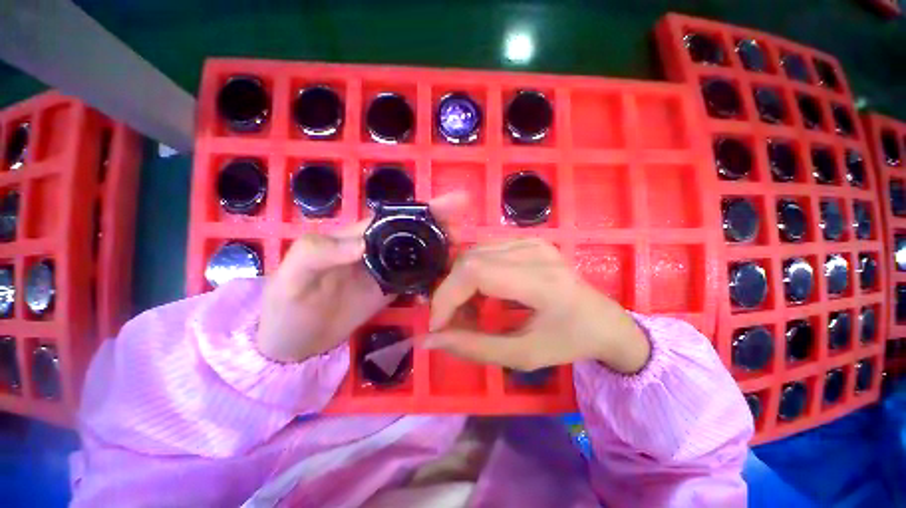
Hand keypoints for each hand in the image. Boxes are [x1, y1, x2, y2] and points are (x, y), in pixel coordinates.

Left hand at [257, 193, 467, 362]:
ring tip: (464, 250)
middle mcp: (374, 249)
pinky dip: (432, 276)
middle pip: (412, 232)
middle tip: (464, 229)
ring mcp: (384, 271)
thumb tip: (362, 245)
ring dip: (440, 249)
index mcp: (355, 237)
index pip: (394, 217)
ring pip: (418, 254)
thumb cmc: (286, 307)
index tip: (452, 205)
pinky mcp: (390, 291)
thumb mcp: (292, 277)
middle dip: (440, 226)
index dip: (423, 210)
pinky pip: (415, 279)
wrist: (292, 343)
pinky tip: (448, 277)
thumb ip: (319, 254)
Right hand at [424, 239, 650, 373]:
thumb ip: (474, 347)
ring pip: (473, 254)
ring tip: (468, 312)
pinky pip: (485, 252)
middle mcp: (535, 251)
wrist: (603, 320)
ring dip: (461, 284)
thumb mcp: (522, 356)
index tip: (437, 326)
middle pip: (470, 260)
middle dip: (451, 293)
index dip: (447, 296)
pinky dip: (473, 275)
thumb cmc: (569, 342)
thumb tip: (430, 340)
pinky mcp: (528, 241)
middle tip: (453, 323)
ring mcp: (532, 241)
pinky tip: (481, 295)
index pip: (476, 272)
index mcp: (542, 281)